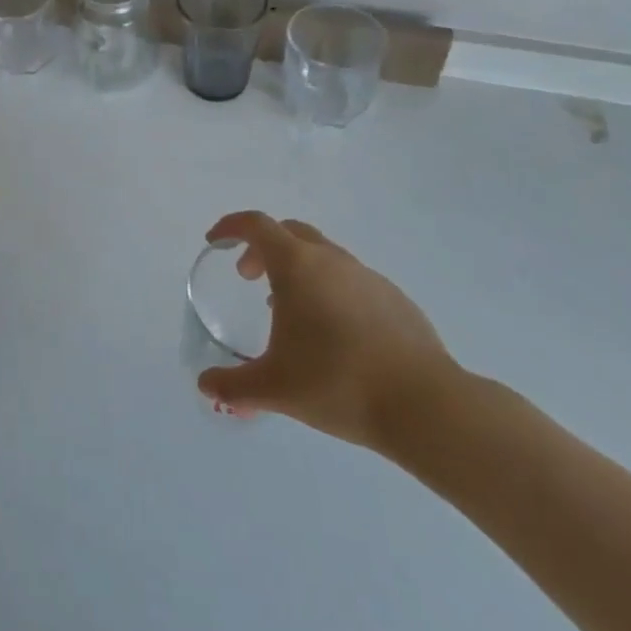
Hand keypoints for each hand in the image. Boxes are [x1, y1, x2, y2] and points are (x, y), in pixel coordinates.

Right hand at [196, 211, 457, 452]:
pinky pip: (351, 281)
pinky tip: (335, 334)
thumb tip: (206, 386)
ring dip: (299, 271)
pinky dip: (331, 291)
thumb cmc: (337, 383)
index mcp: (297, 265)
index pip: (256, 225)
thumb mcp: (274, 388)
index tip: (216, 242)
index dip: (231, 227)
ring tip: (291, 313)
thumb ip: (234, 386)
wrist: (425, 405)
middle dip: (263, 248)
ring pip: (323, 256)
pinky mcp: (396, 299)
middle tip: (249, 278)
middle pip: (289, 232)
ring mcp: (368, 277)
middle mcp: (331, 259)